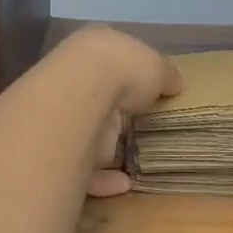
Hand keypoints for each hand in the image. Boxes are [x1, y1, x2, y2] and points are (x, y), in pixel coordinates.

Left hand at [52, 27, 181, 197]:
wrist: (80, 95)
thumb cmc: (123, 68)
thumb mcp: (158, 66)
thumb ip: (167, 76)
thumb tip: (176, 83)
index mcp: (96, 48)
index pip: (113, 60)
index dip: (130, 74)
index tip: (147, 92)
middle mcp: (74, 76)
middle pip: (98, 96)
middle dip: (114, 112)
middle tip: (139, 128)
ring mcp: (62, 112)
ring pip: (86, 133)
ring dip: (106, 149)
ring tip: (134, 161)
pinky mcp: (57, 149)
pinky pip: (81, 168)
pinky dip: (102, 178)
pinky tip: (124, 184)